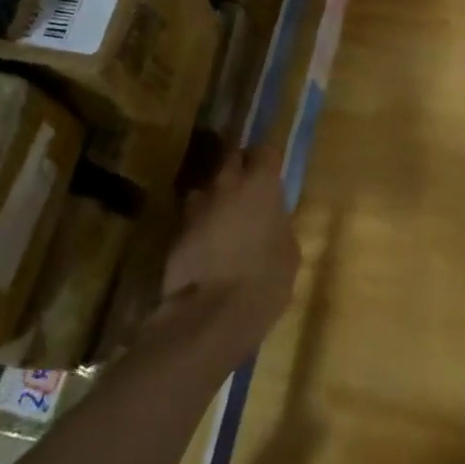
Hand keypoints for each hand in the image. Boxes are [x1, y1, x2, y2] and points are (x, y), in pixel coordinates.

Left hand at [156, 149, 298, 369]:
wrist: (213, 312)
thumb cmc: (266, 278)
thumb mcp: (288, 249)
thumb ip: (278, 224)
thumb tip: (270, 220)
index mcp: (261, 185)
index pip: (265, 151)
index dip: (268, 160)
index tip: (273, 172)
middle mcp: (226, 185)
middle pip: (230, 159)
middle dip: (239, 168)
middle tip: (249, 189)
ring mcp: (196, 207)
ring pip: (207, 189)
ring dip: (216, 198)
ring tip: (225, 220)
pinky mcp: (176, 231)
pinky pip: (192, 218)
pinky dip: (201, 225)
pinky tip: (208, 247)